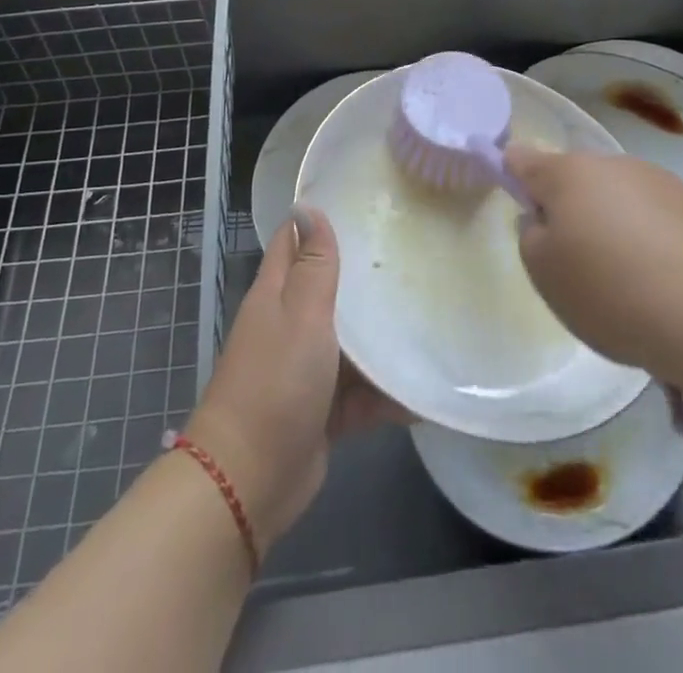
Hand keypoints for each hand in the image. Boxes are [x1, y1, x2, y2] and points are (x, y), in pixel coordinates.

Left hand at [183, 207, 404, 555]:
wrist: (250, 480)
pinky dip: (388, 392)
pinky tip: (427, 388)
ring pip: (351, 341)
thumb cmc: (276, 382)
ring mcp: (307, 368)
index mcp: (277, 294)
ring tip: (432, 314)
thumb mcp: (300, 313)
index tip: (364, 203)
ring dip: (382, 335)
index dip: (321, 220)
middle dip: (365, 276)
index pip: (295, 241)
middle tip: (413, 254)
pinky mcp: (325, 409)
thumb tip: (307, 206)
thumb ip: (312, 264)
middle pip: (329, 289)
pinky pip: (363, 392)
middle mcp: (290, 324)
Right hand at [509, 143, 682, 388]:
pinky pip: (651, 216)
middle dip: (567, 209)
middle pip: (573, 180)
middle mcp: (610, 163)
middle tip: (572, 261)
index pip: (522, 158)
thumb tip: (544, 218)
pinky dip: (646, 239)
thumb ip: (531, 236)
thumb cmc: (613, 290)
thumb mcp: (545, 274)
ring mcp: (656, 180)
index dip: (510, 173)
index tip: (514, 198)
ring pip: (614, 197)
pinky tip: (658, 280)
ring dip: (609, 224)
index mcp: (566, 173)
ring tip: (623, 280)